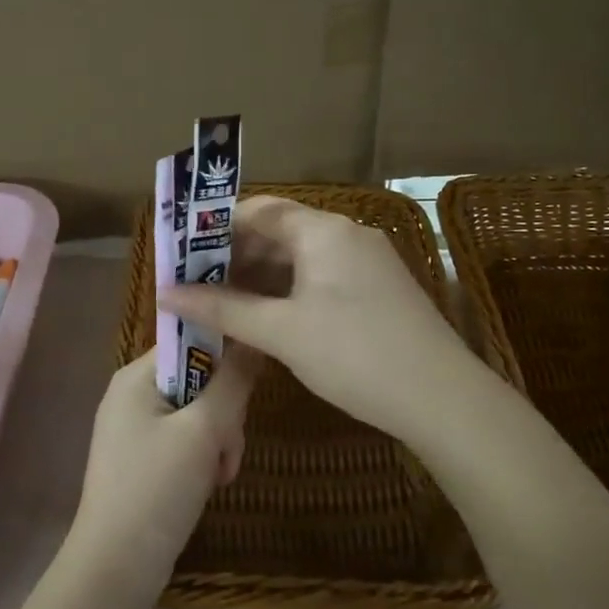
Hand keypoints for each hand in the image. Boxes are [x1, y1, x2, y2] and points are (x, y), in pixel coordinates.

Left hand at [72, 349, 257, 588]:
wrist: (115, 568)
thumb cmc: (156, 489)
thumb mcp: (203, 431)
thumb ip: (232, 382)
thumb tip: (253, 339)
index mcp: (135, 378)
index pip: (190, 341)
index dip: (224, 358)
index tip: (245, 389)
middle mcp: (132, 396)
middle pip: (199, 381)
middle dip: (224, 414)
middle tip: (227, 447)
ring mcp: (136, 430)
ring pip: (199, 415)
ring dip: (219, 441)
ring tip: (219, 474)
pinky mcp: (145, 461)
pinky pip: (186, 442)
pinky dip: (204, 459)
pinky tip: (211, 484)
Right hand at [160, 196, 479, 442]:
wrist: (442, 398)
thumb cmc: (354, 354)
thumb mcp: (282, 331)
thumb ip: (223, 309)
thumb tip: (166, 293)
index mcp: (324, 230)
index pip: (260, 210)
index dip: (217, 229)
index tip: (183, 255)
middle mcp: (347, 234)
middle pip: (280, 233)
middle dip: (236, 258)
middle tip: (195, 288)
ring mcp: (367, 262)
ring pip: (301, 259)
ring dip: (261, 280)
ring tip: (222, 308)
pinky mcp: (378, 290)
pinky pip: (321, 278)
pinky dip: (289, 294)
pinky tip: (267, 321)